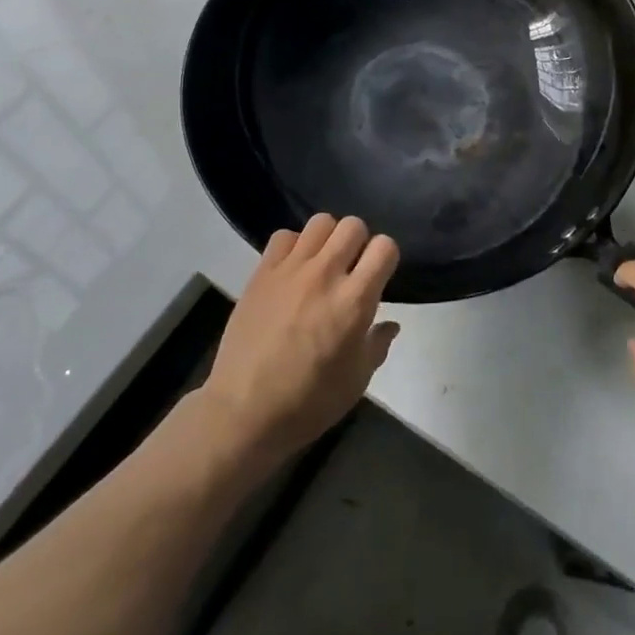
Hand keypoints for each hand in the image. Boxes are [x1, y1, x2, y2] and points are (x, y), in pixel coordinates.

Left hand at [198, 215, 399, 470]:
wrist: (244, 412)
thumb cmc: (308, 403)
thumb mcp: (357, 381)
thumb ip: (377, 344)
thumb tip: (390, 324)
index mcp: (354, 301)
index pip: (385, 247)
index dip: (386, 257)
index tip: (379, 275)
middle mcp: (325, 274)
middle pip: (353, 225)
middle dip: (359, 242)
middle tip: (352, 267)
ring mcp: (291, 269)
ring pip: (321, 222)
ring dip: (329, 238)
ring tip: (323, 262)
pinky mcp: (262, 272)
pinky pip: (284, 235)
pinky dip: (294, 245)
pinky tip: (293, 269)